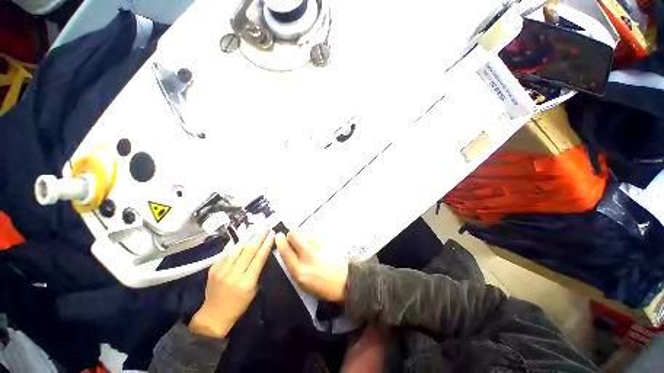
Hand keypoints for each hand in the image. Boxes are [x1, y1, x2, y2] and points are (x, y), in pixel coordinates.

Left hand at [190, 226, 274, 337]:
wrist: (213, 315)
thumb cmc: (238, 305)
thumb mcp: (253, 290)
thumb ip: (257, 271)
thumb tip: (262, 252)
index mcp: (246, 282)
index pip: (259, 258)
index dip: (266, 244)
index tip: (272, 233)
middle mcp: (233, 273)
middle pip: (248, 249)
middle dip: (259, 235)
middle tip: (266, 225)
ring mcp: (221, 269)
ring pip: (237, 247)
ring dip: (248, 234)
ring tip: (255, 225)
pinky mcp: (213, 267)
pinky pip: (227, 250)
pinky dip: (235, 241)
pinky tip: (241, 232)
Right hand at [276, 231, 348, 302]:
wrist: (345, 282)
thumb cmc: (322, 286)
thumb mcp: (302, 282)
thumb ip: (293, 266)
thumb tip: (288, 250)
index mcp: (299, 271)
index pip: (285, 251)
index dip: (280, 241)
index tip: (278, 236)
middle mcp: (308, 257)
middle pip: (294, 234)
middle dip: (292, 234)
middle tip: (294, 238)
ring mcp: (319, 248)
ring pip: (306, 232)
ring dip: (304, 236)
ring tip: (309, 244)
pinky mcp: (329, 243)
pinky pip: (316, 235)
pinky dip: (313, 237)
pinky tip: (317, 245)